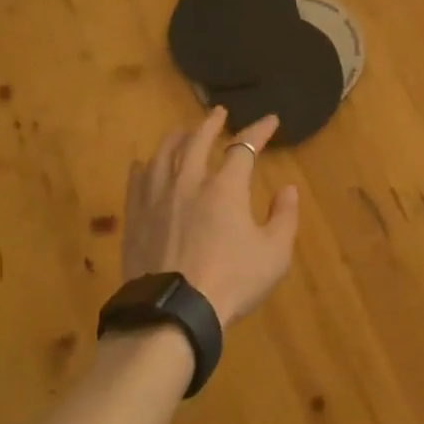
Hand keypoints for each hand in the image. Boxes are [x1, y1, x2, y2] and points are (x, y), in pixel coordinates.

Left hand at [122, 107, 299, 326]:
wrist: (174, 311)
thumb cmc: (231, 281)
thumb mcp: (274, 254)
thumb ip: (284, 217)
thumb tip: (288, 188)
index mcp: (225, 187)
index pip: (244, 147)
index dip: (259, 130)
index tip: (270, 120)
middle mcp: (189, 182)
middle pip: (197, 140)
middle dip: (211, 123)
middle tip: (218, 112)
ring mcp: (157, 198)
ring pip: (164, 154)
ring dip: (176, 138)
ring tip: (181, 131)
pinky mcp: (135, 217)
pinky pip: (137, 181)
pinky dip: (144, 167)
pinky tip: (144, 164)